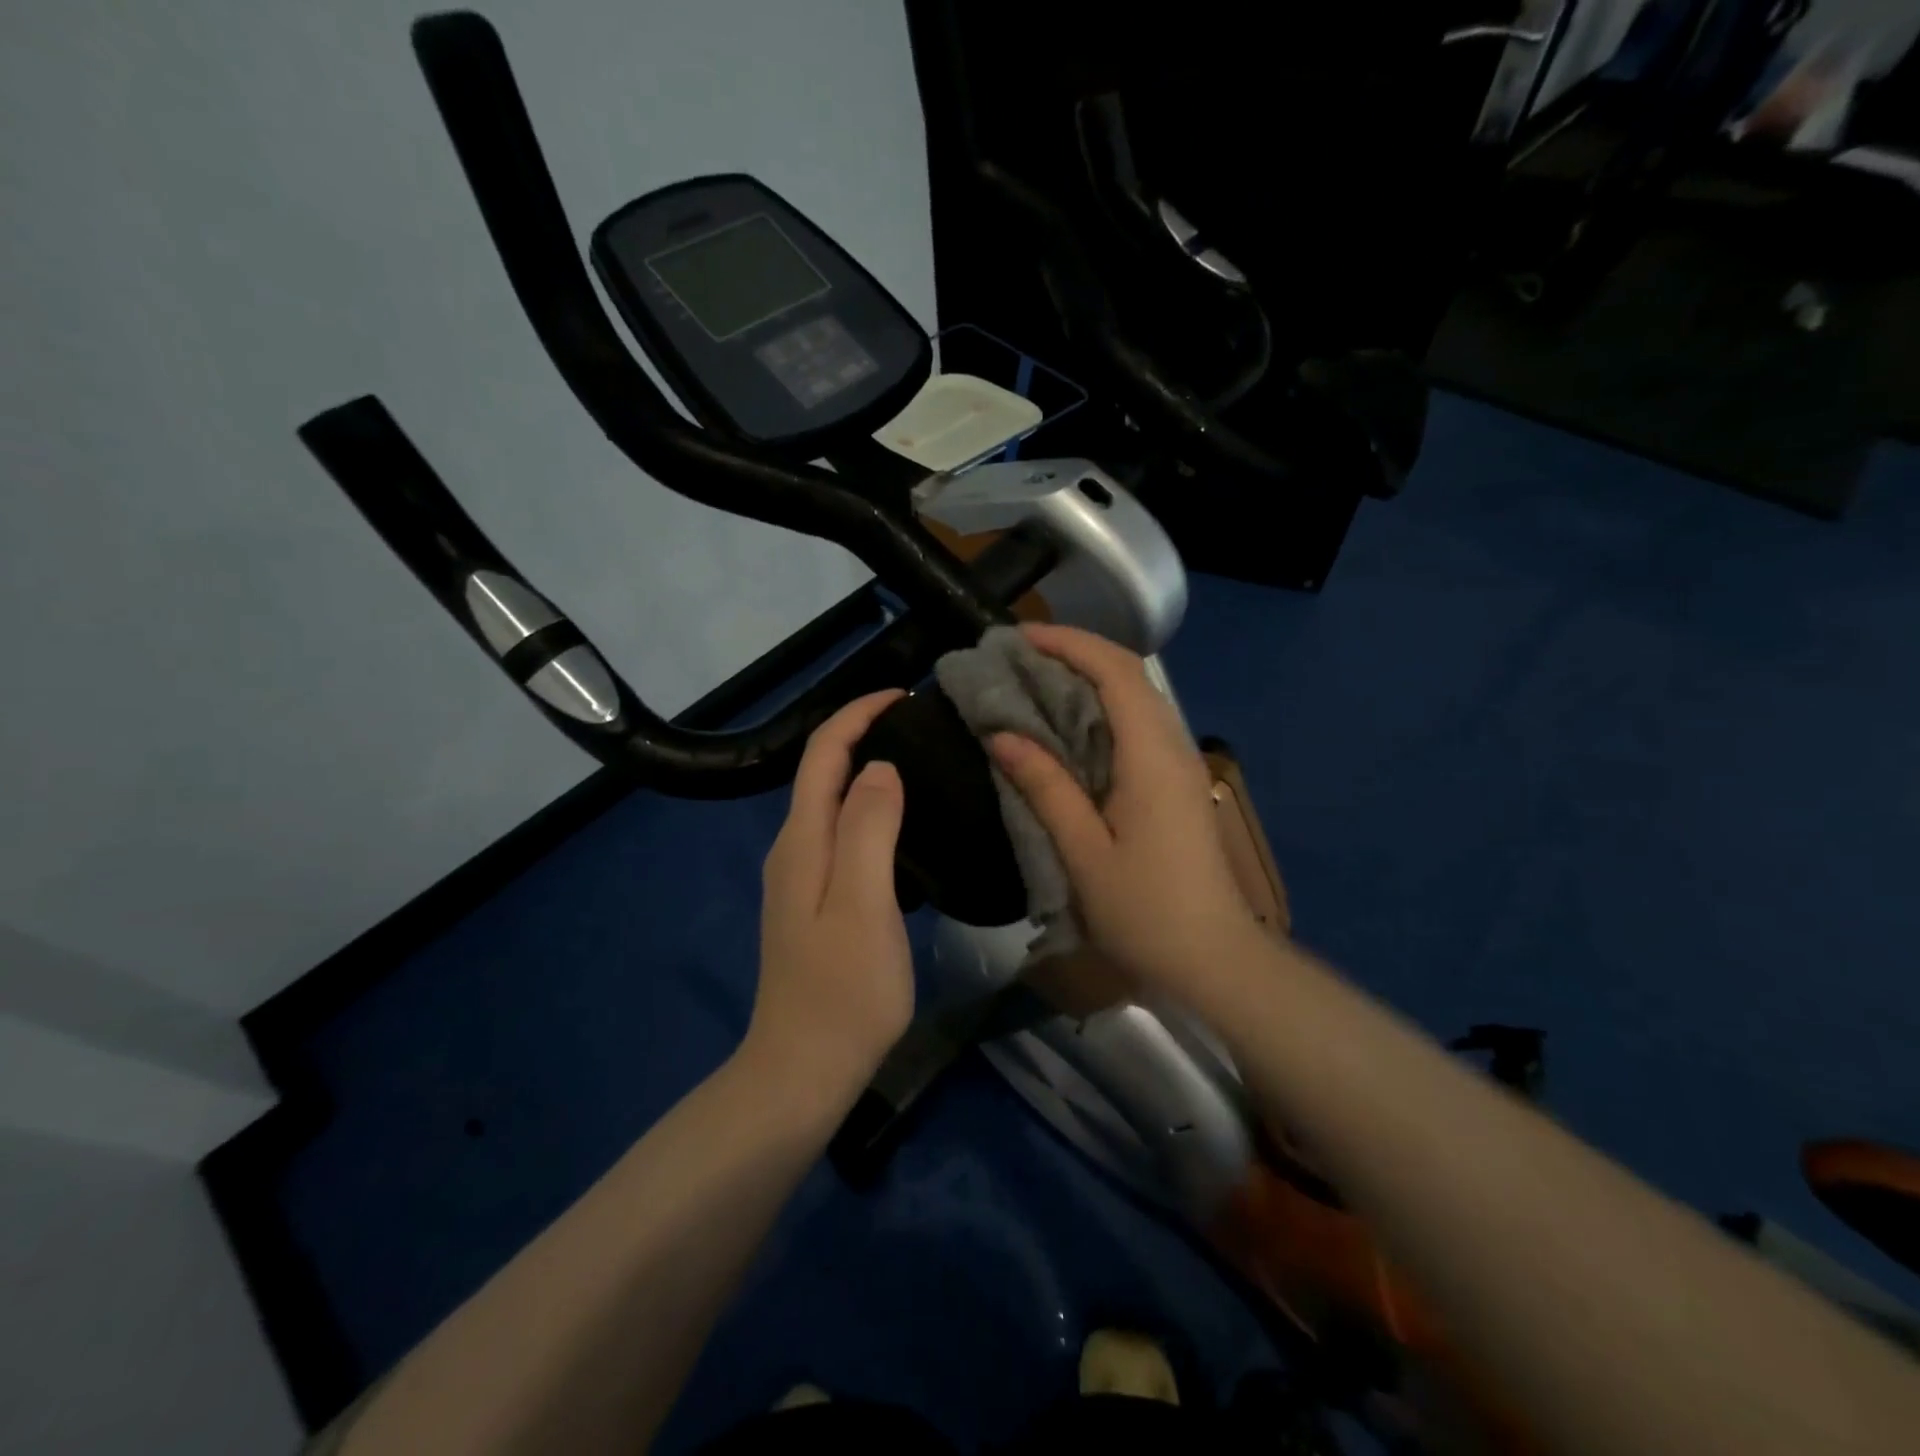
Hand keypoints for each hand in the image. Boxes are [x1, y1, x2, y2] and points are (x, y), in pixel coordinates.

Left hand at [743, 690, 913, 1114]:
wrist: (803, 1071)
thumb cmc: (843, 990)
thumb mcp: (863, 902)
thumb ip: (868, 827)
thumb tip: (880, 767)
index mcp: (803, 839)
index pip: (824, 754)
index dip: (858, 714)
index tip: (905, 697)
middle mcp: (795, 848)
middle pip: (824, 772)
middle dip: (865, 735)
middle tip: (925, 728)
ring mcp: (802, 878)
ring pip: (834, 804)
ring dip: (870, 773)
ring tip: (923, 765)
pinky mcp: (816, 903)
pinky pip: (844, 836)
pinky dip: (873, 812)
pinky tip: (907, 827)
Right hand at [990, 624, 1259, 993]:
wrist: (1213, 960)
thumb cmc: (1146, 910)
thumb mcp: (1083, 850)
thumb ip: (1045, 786)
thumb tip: (1002, 735)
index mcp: (1151, 755)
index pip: (1116, 671)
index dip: (1068, 643)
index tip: (1018, 637)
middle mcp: (1172, 746)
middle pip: (1129, 675)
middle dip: (1075, 654)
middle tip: (1017, 658)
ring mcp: (1180, 765)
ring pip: (1135, 699)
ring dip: (1088, 680)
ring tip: (1033, 684)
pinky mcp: (1177, 785)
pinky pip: (1137, 726)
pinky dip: (1100, 711)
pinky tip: (1066, 729)